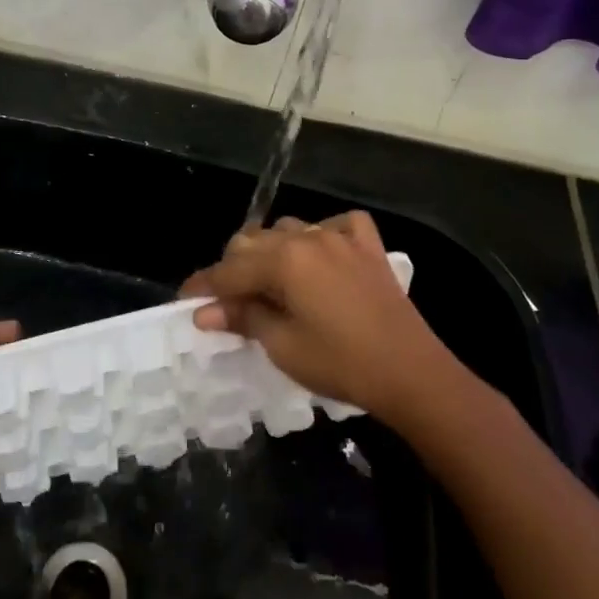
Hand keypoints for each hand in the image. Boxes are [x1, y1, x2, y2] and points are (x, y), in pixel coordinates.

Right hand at [181, 212, 457, 425]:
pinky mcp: (368, 247)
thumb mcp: (283, 346)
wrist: (412, 372)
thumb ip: (242, 318)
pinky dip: (321, 237)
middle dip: (234, 269)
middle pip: (253, 242)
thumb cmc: (340, 363)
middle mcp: (308, 237)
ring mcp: (341, 237)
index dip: (203, 286)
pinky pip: (337, 225)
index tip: (186, 301)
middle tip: (228, 303)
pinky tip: (321, 257)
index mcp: (283, 260)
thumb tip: (204, 312)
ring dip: (272, 252)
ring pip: (289, 230)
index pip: (229, 270)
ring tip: (271, 284)